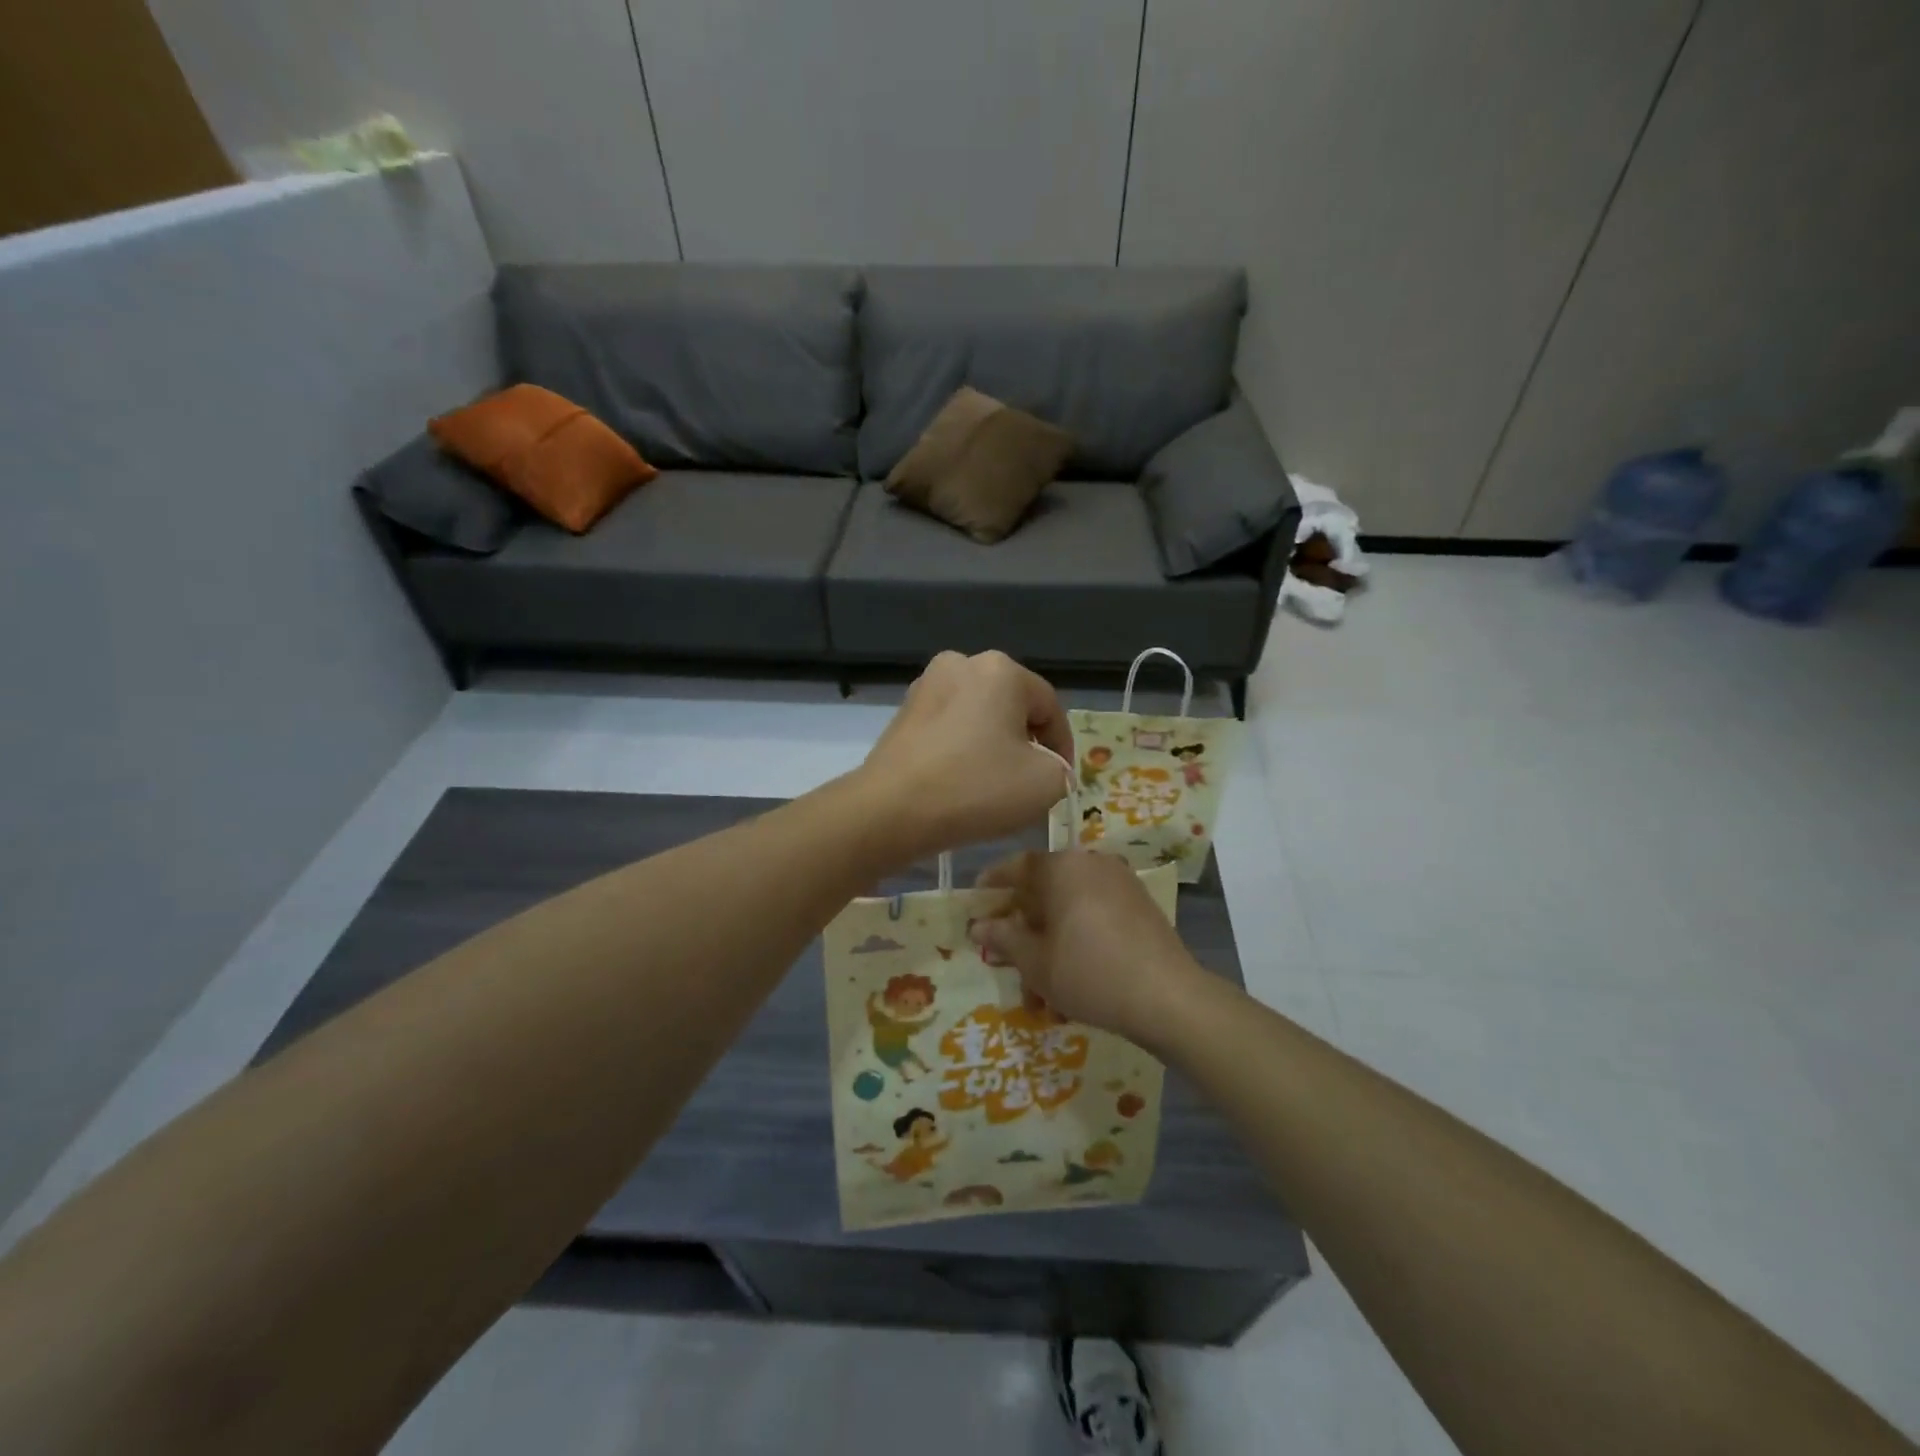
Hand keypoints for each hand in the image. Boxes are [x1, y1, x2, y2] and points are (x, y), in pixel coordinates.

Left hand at [859, 651, 1075, 862]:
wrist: (890, 810)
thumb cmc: (976, 788)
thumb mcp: (1047, 783)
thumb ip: (1062, 769)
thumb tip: (1046, 766)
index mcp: (1001, 669)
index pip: (1049, 707)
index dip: (1063, 747)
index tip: (1061, 781)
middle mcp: (961, 664)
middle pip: (1012, 707)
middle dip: (1026, 743)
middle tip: (1030, 783)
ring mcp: (926, 686)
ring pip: (978, 717)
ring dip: (992, 746)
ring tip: (994, 786)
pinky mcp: (902, 713)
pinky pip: (949, 728)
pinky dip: (962, 750)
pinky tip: (960, 782)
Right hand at [968, 850, 1203, 1043]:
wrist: (1167, 997)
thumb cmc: (1088, 972)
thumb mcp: (1035, 961)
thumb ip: (1004, 938)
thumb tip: (979, 925)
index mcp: (1062, 867)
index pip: (1018, 866)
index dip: (995, 882)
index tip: (978, 898)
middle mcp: (1092, 864)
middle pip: (1046, 891)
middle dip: (1025, 928)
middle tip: (1007, 957)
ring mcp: (1121, 884)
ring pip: (1071, 911)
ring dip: (1051, 945)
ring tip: (1041, 995)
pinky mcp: (1141, 907)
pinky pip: (1097, 917)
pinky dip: (1079, 942)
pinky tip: (1072, 982)